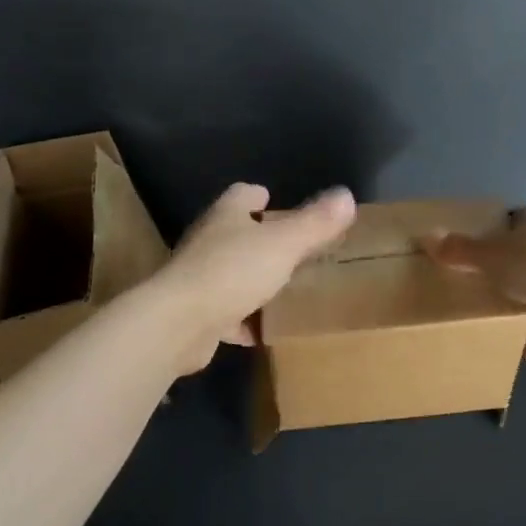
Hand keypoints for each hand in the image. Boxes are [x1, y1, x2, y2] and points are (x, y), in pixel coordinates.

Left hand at [154, 183, 357, 372]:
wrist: (179, 323)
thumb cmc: (232, 271)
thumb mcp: (284, 244)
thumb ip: (315, 222)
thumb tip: (346, 195)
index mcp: (226, 216)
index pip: (242, 195)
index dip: (259, 196)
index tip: (273, 200)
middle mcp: (207, 242)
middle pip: (235, 233)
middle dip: (259, 238)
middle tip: (291, 248)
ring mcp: (197, 278)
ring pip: (230, 272)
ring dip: (251, 279)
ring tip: (282, 288)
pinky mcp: (195, 314)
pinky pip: (225, 312)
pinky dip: (242, 319)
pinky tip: (261, 330)